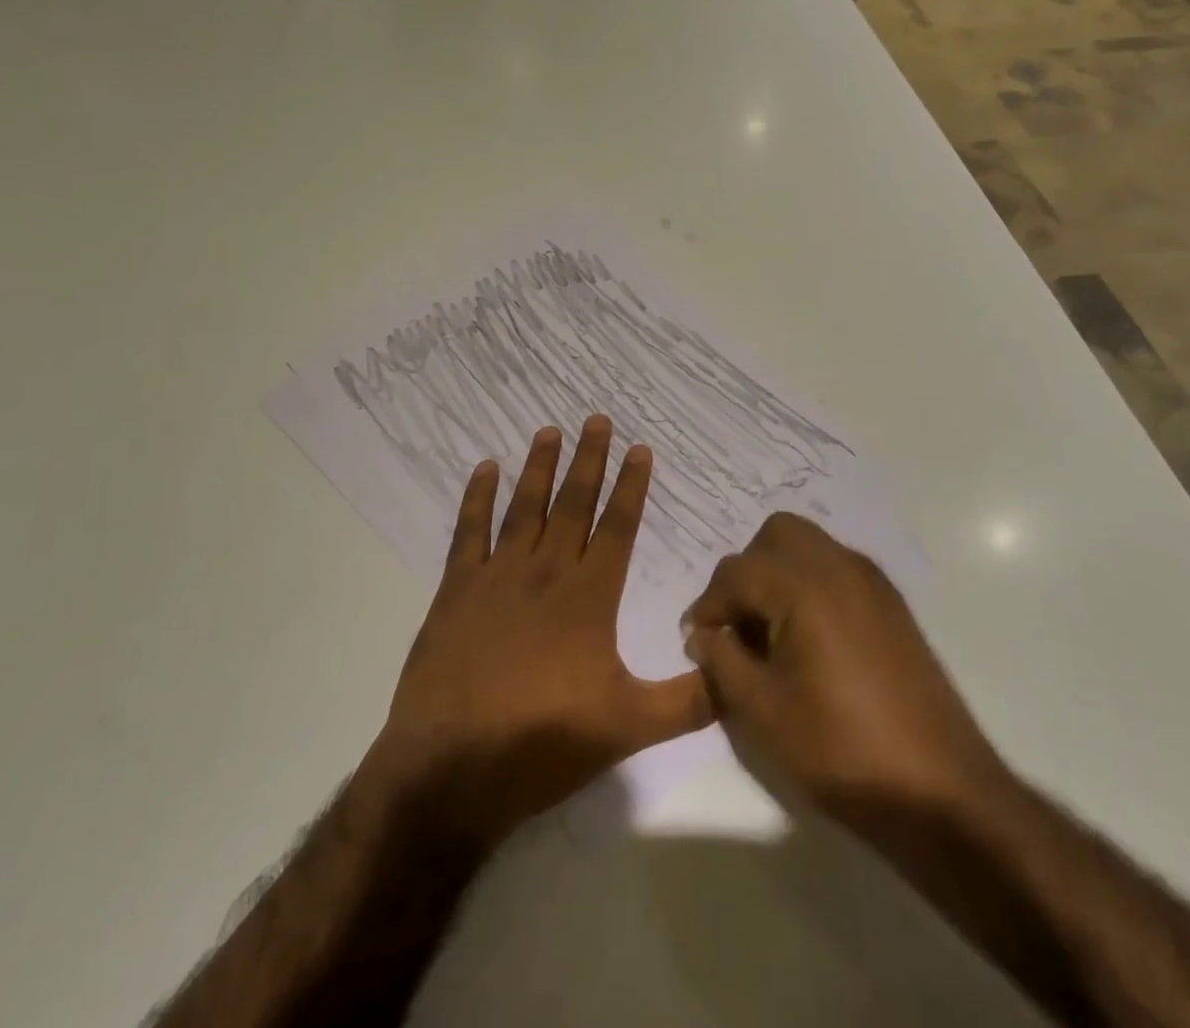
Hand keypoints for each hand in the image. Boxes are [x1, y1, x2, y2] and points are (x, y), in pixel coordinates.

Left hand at [362, 418, 711, 849]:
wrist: (451, 769)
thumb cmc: (544, 744)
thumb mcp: (630, 728)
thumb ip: (689, 701)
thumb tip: (738, 674)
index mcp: (589, 597)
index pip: (618, 527)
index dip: (631, 485)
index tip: (640, 448)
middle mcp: (546, 572)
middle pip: (573, 503)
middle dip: (589, 460)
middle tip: (596, 419)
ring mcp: (497, 576)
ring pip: (524, 507)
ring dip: (539, 467)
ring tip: (549, 430)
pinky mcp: (456, 590)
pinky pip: (469, 531)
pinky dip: (477, 498)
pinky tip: (485, 469)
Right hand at [682, 513, 1010, 830]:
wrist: (940, 791)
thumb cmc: (841, 750)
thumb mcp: (762, 711)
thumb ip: (722, 660)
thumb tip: (705, 633)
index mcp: (804, 586)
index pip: (736, 572)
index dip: (708, 605)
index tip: (698, 642)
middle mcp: (839, 566)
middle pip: (776, 535)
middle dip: (747, 571)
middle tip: (738, 623)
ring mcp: (871, 582)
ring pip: (809, 546)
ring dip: (779, 574)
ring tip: (771, 633)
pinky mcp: (891, 604)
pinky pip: (836, 568)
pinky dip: (810, 585)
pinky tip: (809, 640)